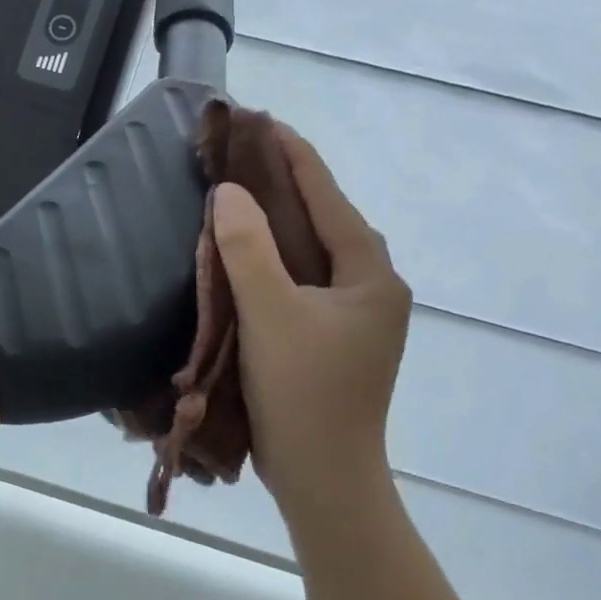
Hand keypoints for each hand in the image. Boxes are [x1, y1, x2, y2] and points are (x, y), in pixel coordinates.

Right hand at [211, 125, 411, 524]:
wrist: (324, 479)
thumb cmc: (304, 393)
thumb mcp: (271, 314)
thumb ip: (249, 250)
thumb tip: (230, 192)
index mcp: (370, 274)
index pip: (329, 197)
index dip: (294, 155)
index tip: (261, 120)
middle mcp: (371, 286)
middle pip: (324, 218)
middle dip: (285, 181)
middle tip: (242, 150)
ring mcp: (353, 314)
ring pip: (311, 249)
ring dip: (278, 218)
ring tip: (239, 189)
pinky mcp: (331, 336)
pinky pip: (300, 278)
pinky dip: (273, 256)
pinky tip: (245, 250)